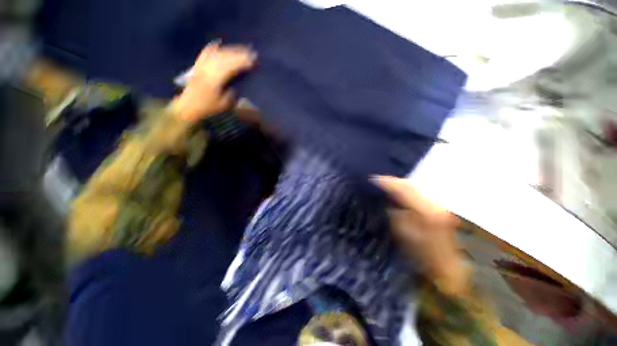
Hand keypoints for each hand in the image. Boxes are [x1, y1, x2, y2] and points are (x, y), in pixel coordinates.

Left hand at [172, 41, 256, 121]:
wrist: (188, 106)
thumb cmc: (208, 108)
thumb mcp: (224, 105)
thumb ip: (232, 93)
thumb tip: (238, 84)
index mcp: (215, 79)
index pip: (231, 66)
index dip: (242, 62)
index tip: (253, 61)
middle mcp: (208, 69)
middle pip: (225, 57)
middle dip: (239, 54)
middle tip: (251, 53)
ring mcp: (202, 65)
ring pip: (217, 53)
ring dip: (230, 50)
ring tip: (241, 49)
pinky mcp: (198, 65)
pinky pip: (206, 53)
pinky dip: (213, 48)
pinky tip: (219, 44)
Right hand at [372, 176, 468, 293]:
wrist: (448, 269)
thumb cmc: (422, 256)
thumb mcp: (403, 234)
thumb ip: (394, 213)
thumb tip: (385, 199)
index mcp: (427, 210)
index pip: (403, 188)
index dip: (386, 182)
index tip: (372, 179)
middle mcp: (434, 203)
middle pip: (409, 185)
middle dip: (391, 181)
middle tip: (376, 181)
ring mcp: (437, 205)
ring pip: (413, 188)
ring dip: (397, 186)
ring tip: (383, 186)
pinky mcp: (436, 209)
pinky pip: (416, 195)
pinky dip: (404, 192)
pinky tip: (396, 194)